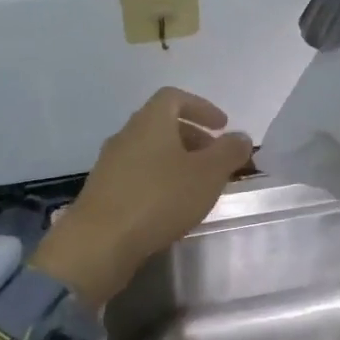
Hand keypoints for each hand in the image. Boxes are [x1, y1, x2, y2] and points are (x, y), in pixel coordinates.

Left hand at [32, 87, 252, 307]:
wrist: (100, 242)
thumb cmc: (159, 198)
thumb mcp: (207, 174)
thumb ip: (228, 152)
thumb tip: (240, 137)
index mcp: (150, 121)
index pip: (174, 97)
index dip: (201, 107)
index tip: (222, 126)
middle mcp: (127, 135)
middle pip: (162, 124)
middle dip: (192, 137)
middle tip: (215, 158)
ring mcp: (111, 163)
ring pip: (150, 151)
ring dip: (176, 161)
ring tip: (198, 186)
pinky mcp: (104, 191)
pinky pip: (138, 175)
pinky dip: (159, 180)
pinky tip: (171, 206)